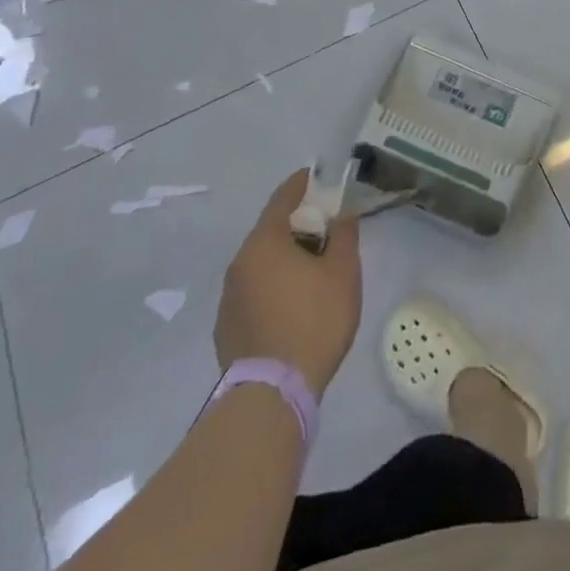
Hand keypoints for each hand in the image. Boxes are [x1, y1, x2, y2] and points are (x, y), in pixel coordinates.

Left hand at [215, 169, 363, 397]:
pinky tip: (293, 304)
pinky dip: (273, 285)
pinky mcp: (226, 327)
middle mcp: (239, 263)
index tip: (320, 177)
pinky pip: (254, 291)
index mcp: (265, 242)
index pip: (283, 197)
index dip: (304, 183)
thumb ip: (343, 235)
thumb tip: (341, 214)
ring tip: (313, 270)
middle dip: (299, 225)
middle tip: (327, 230)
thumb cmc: (314, 320)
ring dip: (285, 257)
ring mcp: (228, 297)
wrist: (272, 393)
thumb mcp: (343, 272)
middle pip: (271, 230)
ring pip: (261, 263)